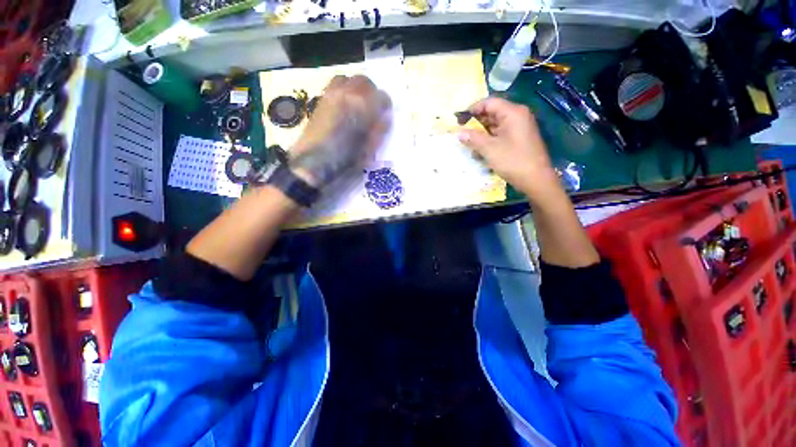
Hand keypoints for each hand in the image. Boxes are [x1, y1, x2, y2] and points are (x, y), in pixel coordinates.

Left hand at [290, 75, 391, 187]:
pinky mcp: (320, 99)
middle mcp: (347, 94)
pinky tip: (343, 106)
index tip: (384, 114)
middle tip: (372, 108)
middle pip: (364, 82)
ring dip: (356, 88)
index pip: (381, 96)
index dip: (385, 105)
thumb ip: (379, 131)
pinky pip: (334, 85)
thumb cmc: (345, 159)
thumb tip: (385, 117)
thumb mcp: (368, 150)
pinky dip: (343, 90)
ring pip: (348, 79)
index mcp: (363, 107)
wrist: (314, 161)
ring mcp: (331, 94)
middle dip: (371, 93)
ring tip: (357, 104)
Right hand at [457, 97, 559, 201]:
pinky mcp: (519, 138)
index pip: (489, 103)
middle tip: (462, 132)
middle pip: (492, 112)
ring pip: (495, 124)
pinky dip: (489, 139)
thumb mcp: (489, 149)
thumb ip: (473, 139)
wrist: (536, 179)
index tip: (459, 120)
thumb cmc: (513, 161)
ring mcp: (519, 127)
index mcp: (513, 112)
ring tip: (469, 143)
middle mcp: (518, 116)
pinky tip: (480, 150)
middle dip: (476, 122)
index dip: (472, 109)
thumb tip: (458, 133)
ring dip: (481, 133)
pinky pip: (501, 133)